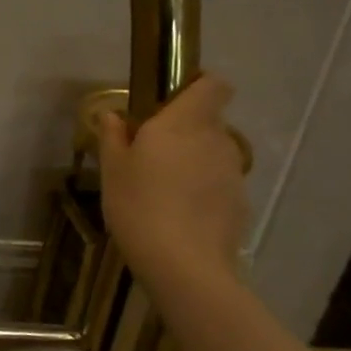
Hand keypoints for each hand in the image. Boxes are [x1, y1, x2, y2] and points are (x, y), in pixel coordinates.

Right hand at [96, 73, 247, 287]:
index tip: (169, 98)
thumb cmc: (139, 205)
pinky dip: (200, 187)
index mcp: (184, 123)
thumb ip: (114, 136)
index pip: (212, 85)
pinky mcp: (238, 201)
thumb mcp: (112, 169)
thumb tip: (113, 116)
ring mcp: (231, 172)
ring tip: (160, 186)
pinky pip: (216, 181)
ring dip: (190, 159)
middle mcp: (215, 139)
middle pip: (207, 119)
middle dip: (182, 129)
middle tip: (148, 151)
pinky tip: (176, 212)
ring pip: (211, 152)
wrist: (184, 265)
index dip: (196, 84)